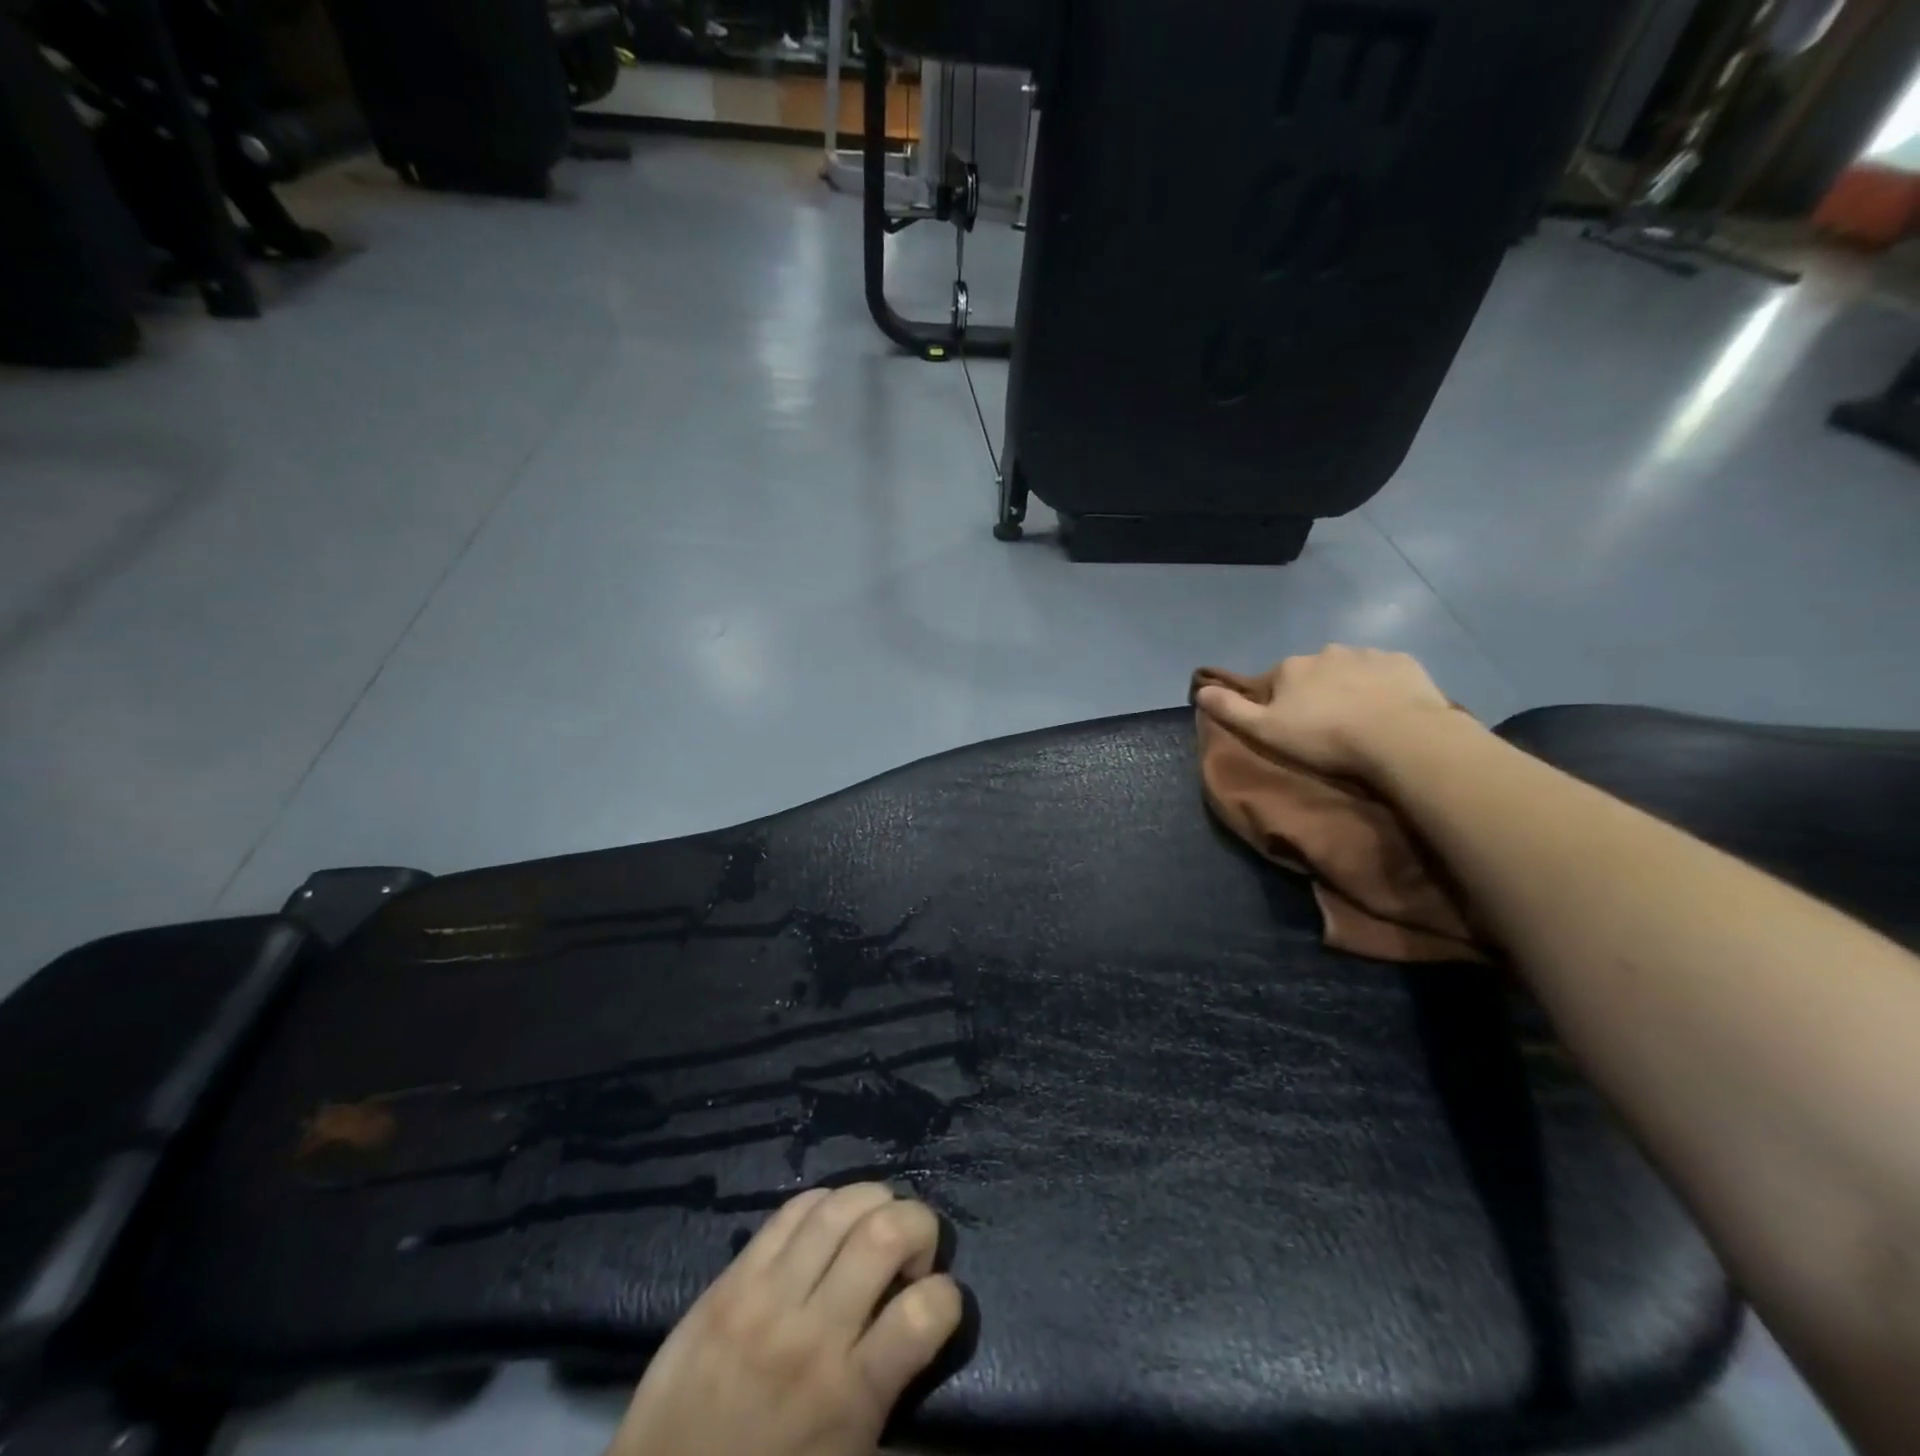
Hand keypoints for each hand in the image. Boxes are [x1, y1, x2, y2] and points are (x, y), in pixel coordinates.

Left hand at [608, 1184, 963, 1455]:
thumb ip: (887, 1389)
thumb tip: (918, 1320)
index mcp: (851, 1396)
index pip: (928, 1311)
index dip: (948, 1297)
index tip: (937, 1304)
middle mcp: (814, 1334)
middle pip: (887, 1233)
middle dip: (919, 1225)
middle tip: (912, 1254)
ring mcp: (768, 1298)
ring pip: (841, 1207)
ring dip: (875, 1202)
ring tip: (874, 1226)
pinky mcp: (732, 1278)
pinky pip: (791, 1210)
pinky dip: (825, 1203)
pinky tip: (829, 1225)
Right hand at [1194, 644, 1460, 779]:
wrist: (1400, 738)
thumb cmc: (1325, 738)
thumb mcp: (1265, 732)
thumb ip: (1231, 710)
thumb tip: (1200, 690)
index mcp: (1290, 667)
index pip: (1274, 682)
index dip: (1278, 705)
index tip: (1290, 729)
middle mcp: (1325, 652)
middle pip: (1312, 673)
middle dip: (1315, 692)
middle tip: (1326, 727)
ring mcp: (1367, 654)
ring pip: (1349, 670)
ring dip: (1349, 688)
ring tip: (1360, 721)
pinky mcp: (1403, 663)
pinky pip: (1386, 672)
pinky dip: (1383, 687)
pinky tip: (1389, 710)